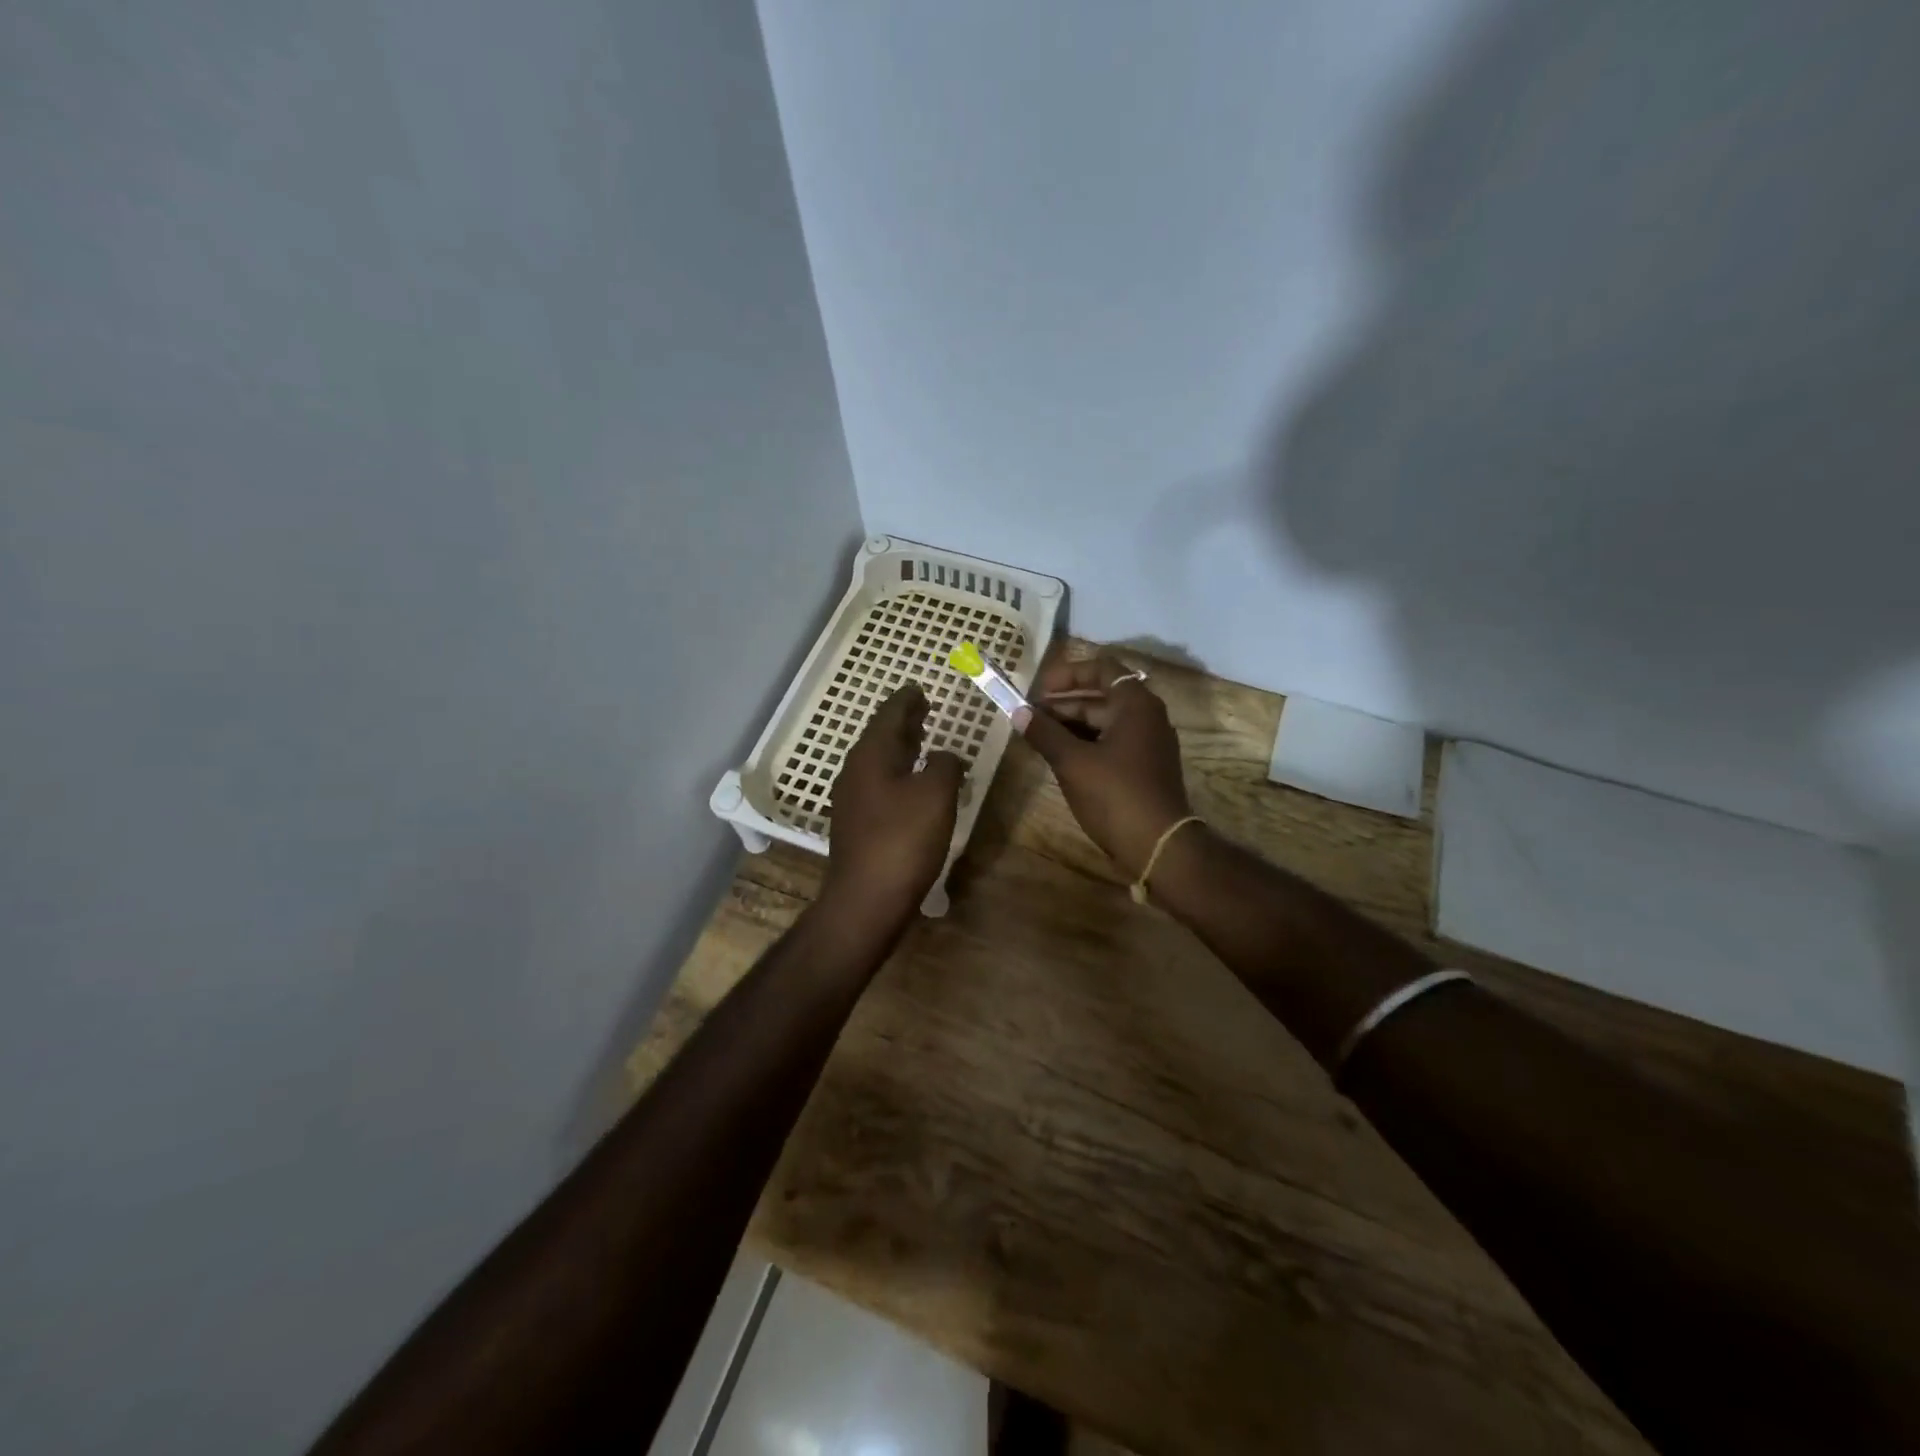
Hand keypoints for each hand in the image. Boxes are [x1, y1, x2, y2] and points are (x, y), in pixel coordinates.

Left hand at [823, 685, 965, 925]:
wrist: (866, 900)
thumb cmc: (903, 840)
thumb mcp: (936, 794)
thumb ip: (944, 765)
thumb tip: (943, 756)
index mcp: (871, 755)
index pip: (889, 715)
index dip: (907, 700)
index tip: (920, 688)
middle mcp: (855, 772)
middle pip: (881, 736)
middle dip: (903, 722)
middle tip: (924, 708)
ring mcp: (853, 801)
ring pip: (879, 762)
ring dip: (901, 748)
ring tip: (922, 740)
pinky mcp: (858, 826)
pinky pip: (880, 785)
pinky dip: (899, 774)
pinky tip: (914, 785)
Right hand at [1021, 652, 1193, 876]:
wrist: (1160, 846)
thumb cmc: (1116, 795)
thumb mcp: (1073, 762)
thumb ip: (1045, 733)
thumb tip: (1018, 712)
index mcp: (1135, 704)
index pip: (1101, 669)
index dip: (1067, 674)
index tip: (1038, 690)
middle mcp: (1147, 716)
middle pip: (1101, 697)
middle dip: (1063, 704)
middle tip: (1029, 717)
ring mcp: (1148, 743)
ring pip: (1104, 722)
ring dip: (1071, 726)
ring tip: (1038, 737)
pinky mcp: (1145, 767)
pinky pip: (1111, 743)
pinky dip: (1086, 744)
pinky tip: (1060, 757)